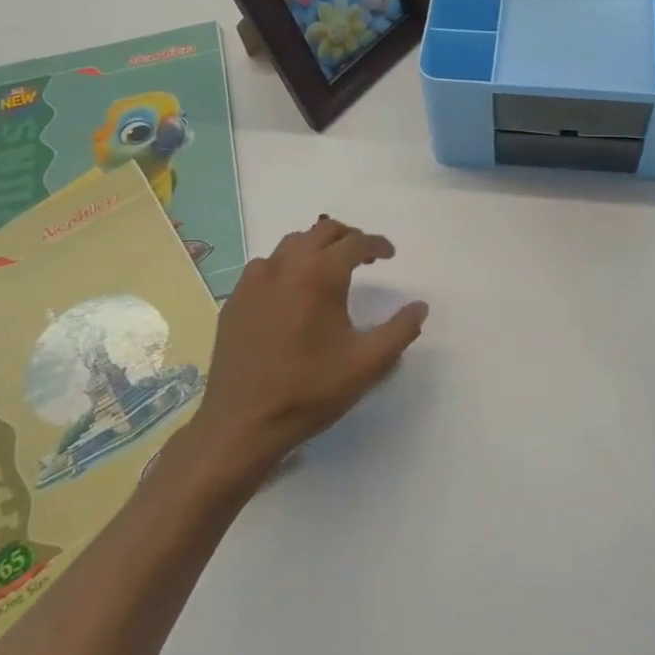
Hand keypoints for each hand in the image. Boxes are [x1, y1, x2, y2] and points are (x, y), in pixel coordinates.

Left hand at [185, 217, 427, 483]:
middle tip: (363, 255)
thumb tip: (420, 306)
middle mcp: (286, 266)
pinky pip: (265, 267)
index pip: (355, 242)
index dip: (376, 245)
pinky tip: (291, 291)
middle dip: (347, 237)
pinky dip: (286, 266)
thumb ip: (400, 330)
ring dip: (315, 247)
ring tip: (329, 268)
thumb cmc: (310, 390)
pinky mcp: (235, 300)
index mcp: (320, 274)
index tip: (389, 254)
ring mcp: (254, 281)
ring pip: (291, 244)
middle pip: (321, 231)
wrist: (242, 423)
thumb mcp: (368, 363)